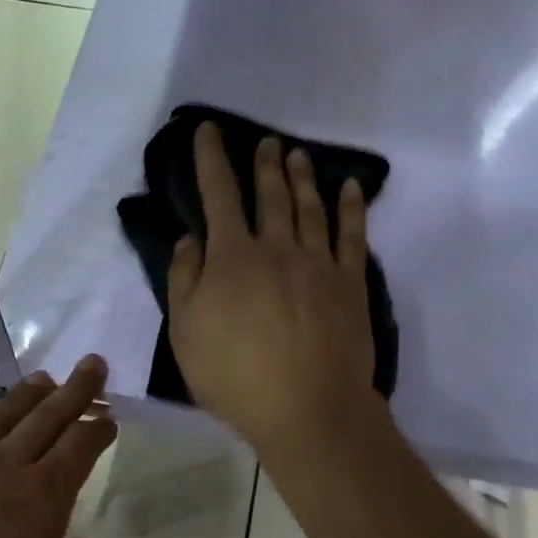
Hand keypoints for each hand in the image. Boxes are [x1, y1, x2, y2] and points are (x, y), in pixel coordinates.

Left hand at [0, 357, 116, 537]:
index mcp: (41, 498)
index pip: (80, 447)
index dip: (99, 429)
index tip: (109, 418)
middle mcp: (2, 467)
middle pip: (47, 416)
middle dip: (75, 390)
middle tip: (92, 364)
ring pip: (2, 414)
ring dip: (30, 394)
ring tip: (45, 380)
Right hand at [168, 121, 381, 457]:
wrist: (307, 408)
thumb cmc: (236, 376)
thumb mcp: (186, 333)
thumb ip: (185, 280)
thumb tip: (191, 238)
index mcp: (232, 258)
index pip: (219, 196)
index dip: (212, 160)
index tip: (209, 130)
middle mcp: (277, 249)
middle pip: (270, 196)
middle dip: (265, 165)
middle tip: (267, 142)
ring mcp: (318, 264)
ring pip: (310, 208)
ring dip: (303, 178)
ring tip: (298, 155)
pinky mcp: (350, 284)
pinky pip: (352, 236)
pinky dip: (352, 208)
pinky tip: (351, 188)